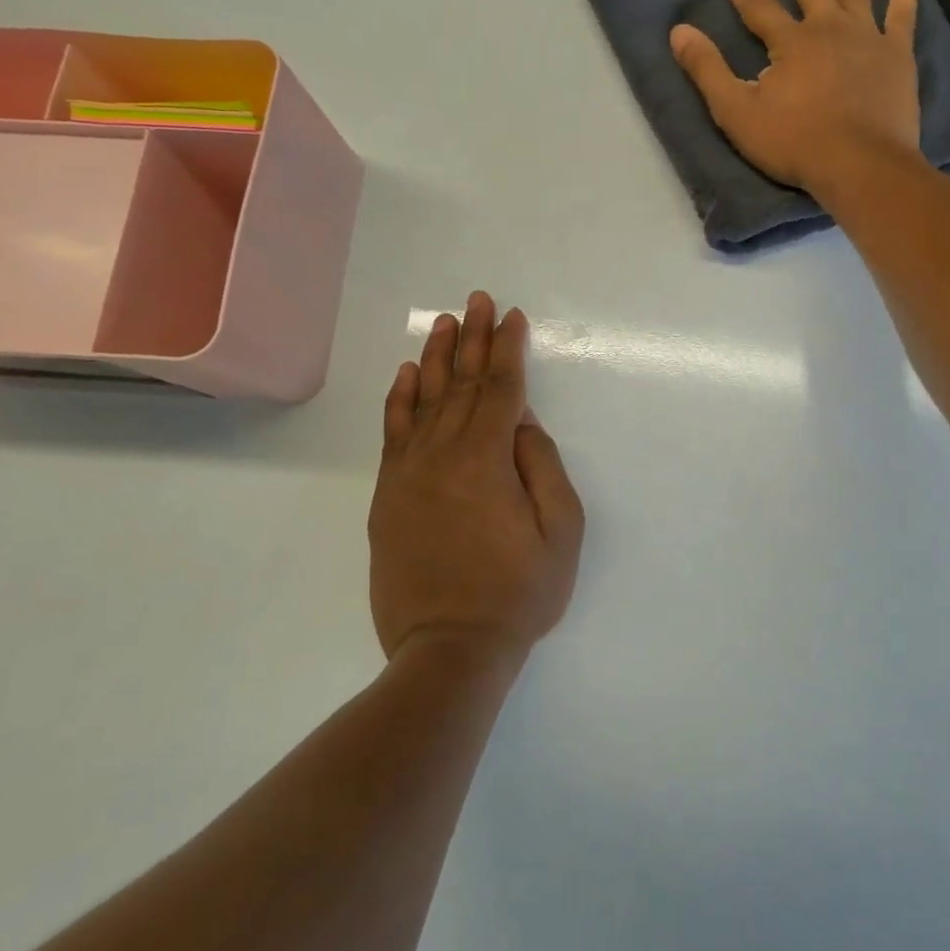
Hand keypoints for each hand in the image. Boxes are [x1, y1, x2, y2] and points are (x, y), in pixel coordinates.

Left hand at [368, 292, 584, 662]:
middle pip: (460, 384)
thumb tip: (520, 423)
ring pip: (423, 400)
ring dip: (436, 357)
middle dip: (473, 338)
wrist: (448, 651)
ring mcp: (409, 474)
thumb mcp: (561, 531)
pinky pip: (393, 433)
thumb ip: (542, 465)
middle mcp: (442, 455)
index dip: (508, 349)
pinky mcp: (389, 496)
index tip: (513, 316)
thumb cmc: (518, 594)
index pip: (500, 389)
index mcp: (486, 460)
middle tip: (478, 299)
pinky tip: (405, 374)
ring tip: (445, 321)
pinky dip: (399, 400)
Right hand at [669, 0, 921, 199]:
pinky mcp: (897, 56)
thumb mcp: (738, 113)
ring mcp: (867, 38)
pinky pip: (901, 15)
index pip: (755, 2)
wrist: (861, 166)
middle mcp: (829, 27)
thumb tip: (679, 31)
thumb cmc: (796, 144)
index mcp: (790, 42)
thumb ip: (708, 71)